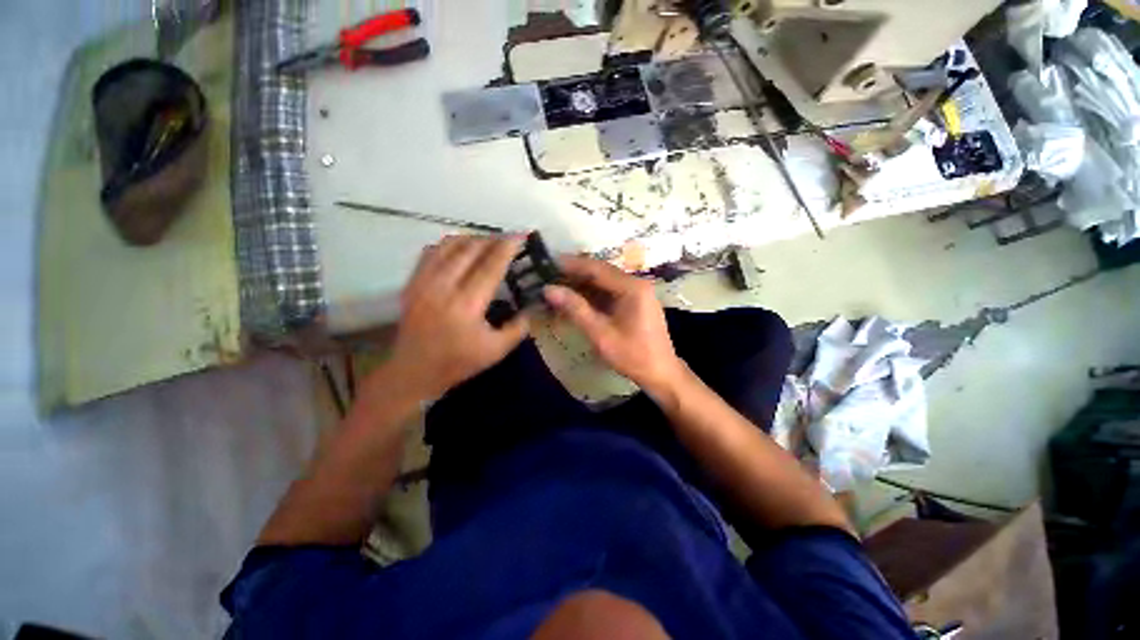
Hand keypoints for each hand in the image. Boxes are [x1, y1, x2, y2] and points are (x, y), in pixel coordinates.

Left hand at [388, 235, 529, 398]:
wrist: (413, 372)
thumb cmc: (457, 363)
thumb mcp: (496, 351)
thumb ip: (518, 327)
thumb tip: (532, 306)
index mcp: (466, 306)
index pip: (490, 267)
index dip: (507, 248)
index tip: (521, 236)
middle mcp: (442, 287)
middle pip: (470, 249)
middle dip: (492, 239)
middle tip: (508, 239)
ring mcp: (423, 282)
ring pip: (449, 246)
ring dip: (472, 238)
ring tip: (487, 242)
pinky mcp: (411, 283)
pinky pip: (431, 252)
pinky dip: (450, 245)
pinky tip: (461, 249)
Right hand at [543, 256, 683, 392]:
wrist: (661, 373)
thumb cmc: (632, 355)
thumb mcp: (601, 334)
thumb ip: (575, 309)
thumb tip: (548, 289)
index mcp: (632, 287)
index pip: (596, 268)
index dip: (571, 264)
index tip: (548, 263)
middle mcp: (636, 283)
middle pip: (600, 272)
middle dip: (574, 274)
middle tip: (548, 277)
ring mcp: (637, 292)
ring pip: (604, 282)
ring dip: (582, 285)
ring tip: (557, 288)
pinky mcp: (635, 302)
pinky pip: (610, 292)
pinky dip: (592, 295)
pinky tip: (575, 300)